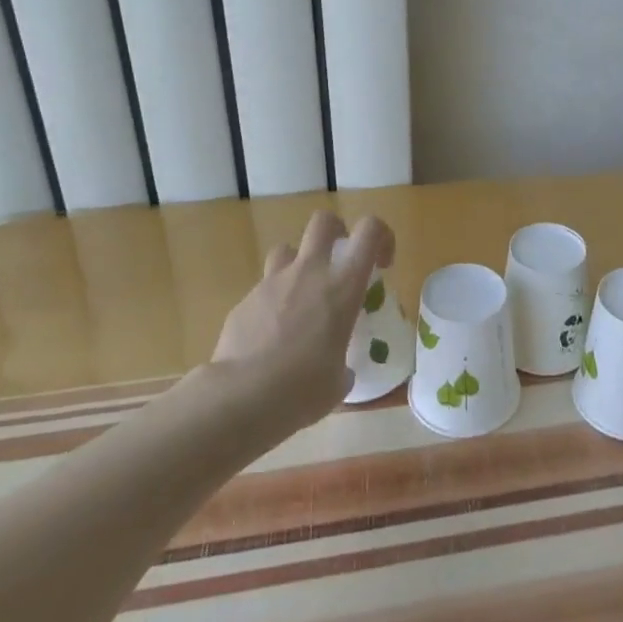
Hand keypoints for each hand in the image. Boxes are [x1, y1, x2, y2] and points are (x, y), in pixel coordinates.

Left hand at [210, 210, 394, 435]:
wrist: (240, 398)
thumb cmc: (303, 389)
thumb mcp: (338, 381)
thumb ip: (343, 366)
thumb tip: (340, 374)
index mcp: (343, 286)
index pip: (370, 230)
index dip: (381, 237)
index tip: (382, 264)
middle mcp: (309, 273)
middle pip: (323, 222)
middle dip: (335, 232)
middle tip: (338, 262)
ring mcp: (272, 283)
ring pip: (286, 250)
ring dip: (298, 265)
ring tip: (300, 298)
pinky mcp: (243, 301)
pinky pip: (263, 290)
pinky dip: (271, 304)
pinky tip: (269, 337)